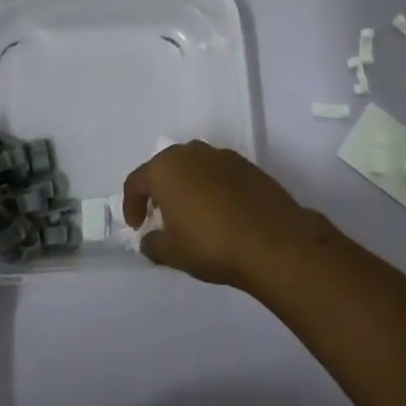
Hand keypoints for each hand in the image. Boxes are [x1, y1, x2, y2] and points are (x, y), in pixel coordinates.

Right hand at [120, 142, 317, 289]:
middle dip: (159, 190)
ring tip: (192, 212)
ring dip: (186, 184)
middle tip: (161, 216)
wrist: (273, 241)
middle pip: (165, 167)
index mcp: (165, 169)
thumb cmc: (211, 244)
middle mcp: (191, 153)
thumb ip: (152, 244)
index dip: (131, 205)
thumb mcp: (172, 253)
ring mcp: (222, 156)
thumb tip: (150, 238)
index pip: (136, 182)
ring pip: (193, 165)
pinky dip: (211, 186)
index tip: (137, 226)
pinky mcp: (247, 165)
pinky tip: (220, 210)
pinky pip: (218, 172)